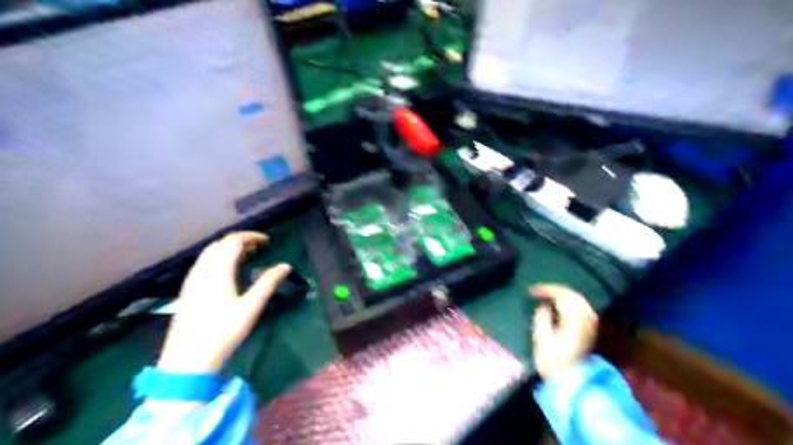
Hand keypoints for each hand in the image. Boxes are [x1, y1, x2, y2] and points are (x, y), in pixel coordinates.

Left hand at [154, 231, 289, 372]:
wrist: (188, 360)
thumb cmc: (223, 332)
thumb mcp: (251, 307)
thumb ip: (268, 283)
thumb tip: (286, 265)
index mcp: (218, 271)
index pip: (233, 241)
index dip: (250, 236)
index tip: (267, 241)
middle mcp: (202, 270)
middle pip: (220, 244)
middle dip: (239, 241)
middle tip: (258, 248)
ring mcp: (192, 280)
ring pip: (209, 253)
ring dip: (227, 249)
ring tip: (246, 256)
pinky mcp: (187, 291)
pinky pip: (203, 264)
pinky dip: (217, 258)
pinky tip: (226, 272)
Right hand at [528, 285, 597, 378]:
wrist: (571, 383)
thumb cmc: (553, 363)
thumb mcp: (541, 339)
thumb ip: (542, 317)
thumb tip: (544, 306)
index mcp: (574, 321)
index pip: (562, 296)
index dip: (547, 290)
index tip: (532, 291)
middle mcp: (586, 319)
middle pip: (573, 296)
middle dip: (556, 290)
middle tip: (539, 290)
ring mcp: (590, 325)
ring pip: (580, 300)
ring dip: (564, 294)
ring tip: (549, 295)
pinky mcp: (590, 330)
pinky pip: (582, 307)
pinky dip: (572, 302)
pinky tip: (562, 304)